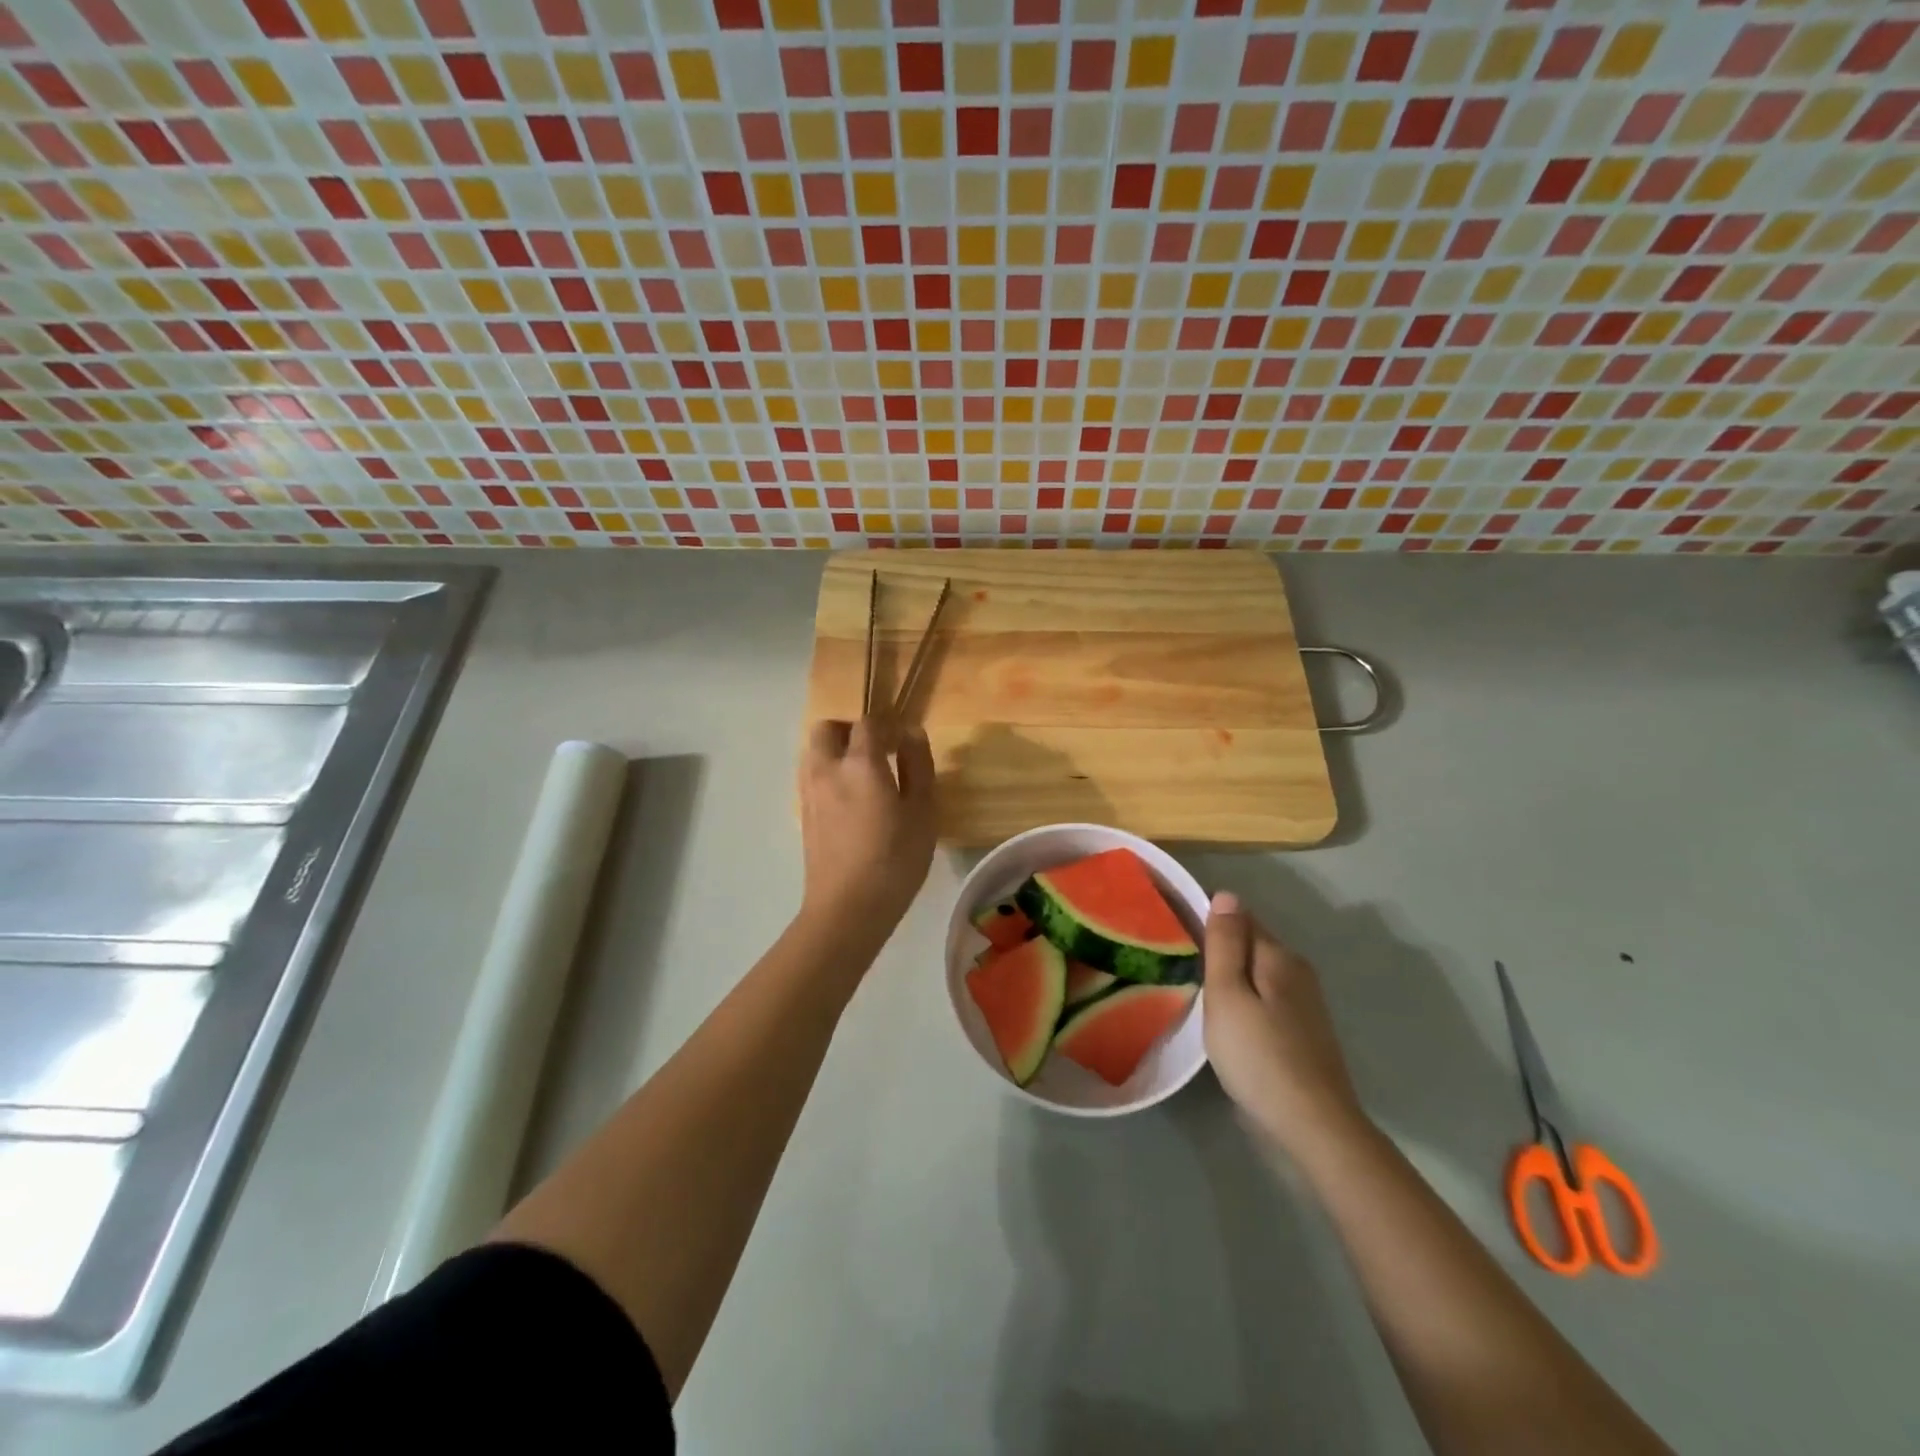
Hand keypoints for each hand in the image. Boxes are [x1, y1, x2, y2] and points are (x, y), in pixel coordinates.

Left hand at [798, 716, 937, 936]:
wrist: (848, 909)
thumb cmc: (895, 859)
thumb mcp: (922, 811)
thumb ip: (918, 766)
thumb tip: (911, 733)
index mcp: (859, 764)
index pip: (867, 723)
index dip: (886, 724)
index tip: (903, 738)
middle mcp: (826, 770)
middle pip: (827, 729)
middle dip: (850, 729)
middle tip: (878, 749)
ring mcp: (809, 793)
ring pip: (814, 753)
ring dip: (836, 751)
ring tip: (865, 776)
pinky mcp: (804, 816)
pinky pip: (812, 778)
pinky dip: (829, 774)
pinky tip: (853, 801)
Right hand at [1203, 891, 1366, 1152]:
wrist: (1313, 1126)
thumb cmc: (1258, 1056)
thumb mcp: (1228, 995)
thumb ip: (1225, 944)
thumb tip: (1227, 895)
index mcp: (1278, 956)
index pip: (1240, 918)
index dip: (1209, 922)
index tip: (1177, 936)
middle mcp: (1297, 971)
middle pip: (1252, 945)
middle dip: (1221, 950)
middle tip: (1181, 967)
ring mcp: (1306, 1004)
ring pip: (1259, 974)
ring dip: (1233, 978)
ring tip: (1199, 994)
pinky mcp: (1305, 1033)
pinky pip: (1267, 999)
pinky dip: (1247, 1001)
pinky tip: (1230, 1022)